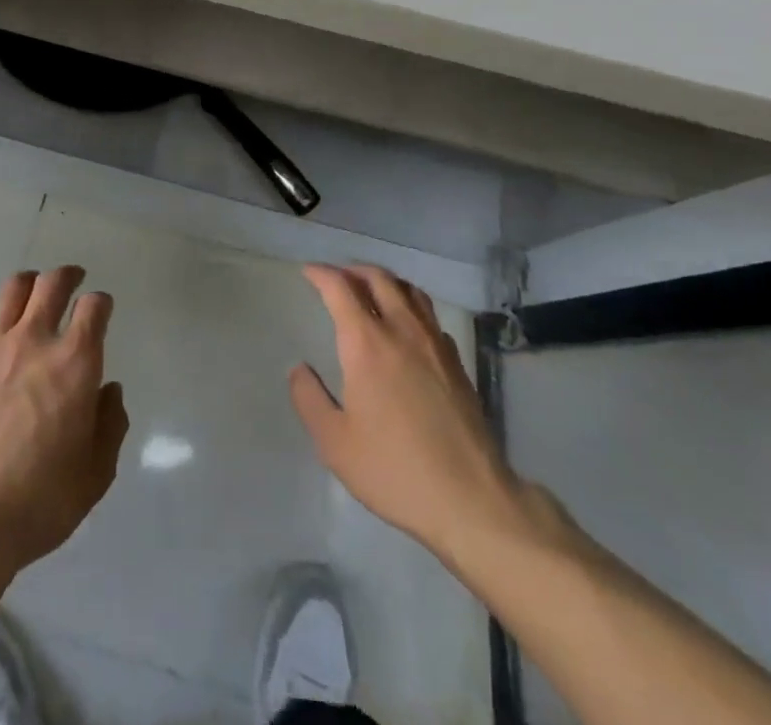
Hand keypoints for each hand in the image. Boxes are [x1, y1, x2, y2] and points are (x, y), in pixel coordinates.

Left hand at [0, 266, 129, 578]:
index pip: (94, 306)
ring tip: (33, 290)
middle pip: (52, 283)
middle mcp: (35, 339)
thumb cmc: (41, 499)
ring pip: (13, 289)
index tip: (101, 309)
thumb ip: (110, 424)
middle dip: (67, 276)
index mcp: (75, 361)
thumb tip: (108, 391)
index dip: (101, 303)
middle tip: (73, 279)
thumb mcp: (96, 473)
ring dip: (29, 284)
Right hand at [291, 264, 527, 558]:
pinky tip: (407, 328)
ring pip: (410, 292)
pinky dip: (411, 307)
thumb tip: (299, 369)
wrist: (471, 500)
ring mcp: (435, 345)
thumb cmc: (394, 470)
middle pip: (379, 278)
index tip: (308, 272)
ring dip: (385, 282)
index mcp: (367, 344)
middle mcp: (402, 331)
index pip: (341, 288)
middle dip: (353, 270)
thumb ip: (309, 399)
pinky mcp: (457, 364)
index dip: (321, 274)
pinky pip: (430, 317)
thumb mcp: (334, 443)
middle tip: (337, 277)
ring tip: (371, 291)